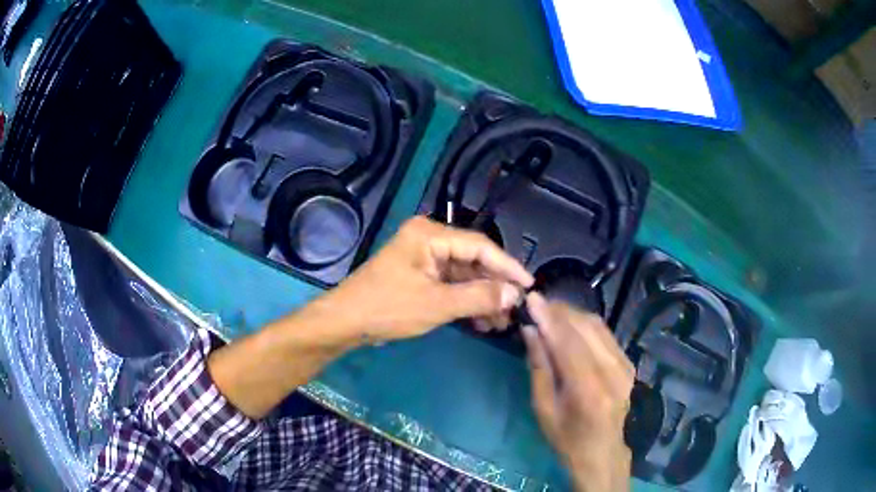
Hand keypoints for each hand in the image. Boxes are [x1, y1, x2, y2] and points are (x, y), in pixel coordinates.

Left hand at [312, 216, 533, 342]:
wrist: (346, 322)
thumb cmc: (388, 308)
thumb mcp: (437, 304)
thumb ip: (479, 297)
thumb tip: (515, 294)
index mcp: (430, 235)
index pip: (480, 246)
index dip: (507, 267)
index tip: (529, 286)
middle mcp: (429, 240)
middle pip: (473, 260)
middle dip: (494, 287)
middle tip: (515, 310)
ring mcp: (424, 258)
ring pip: (464, 275)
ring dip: (482, 298)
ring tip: (501, 322)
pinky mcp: (420, 275)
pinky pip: (451, 285)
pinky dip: (466, 301)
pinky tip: (482, 321)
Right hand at [521, 293, 634, 491]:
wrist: (602, 451)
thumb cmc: (566, 437)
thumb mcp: (543, 408)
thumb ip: (539, 367)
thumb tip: (530, 330)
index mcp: (589, 391)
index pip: (568, 344)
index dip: (549, 319)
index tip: (532, 299)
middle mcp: (613, 373)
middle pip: (586, 329)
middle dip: (560, 312)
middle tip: (537, 305)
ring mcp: (625, 366)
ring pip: (598, 326)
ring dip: (572, 314)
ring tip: (550, 311)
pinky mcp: (629, 363)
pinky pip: (605, 334)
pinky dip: (585, 324)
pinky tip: (570, 325)